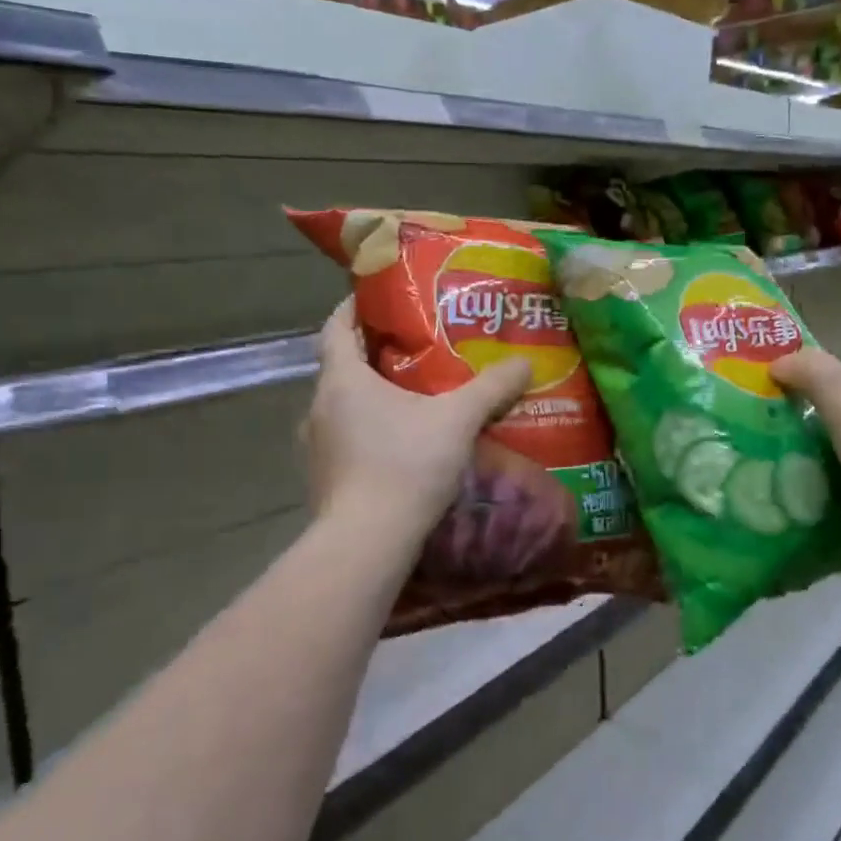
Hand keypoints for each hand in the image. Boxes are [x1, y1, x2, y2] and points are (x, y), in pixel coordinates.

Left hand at [304, 297, 531, 543]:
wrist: (367, 542)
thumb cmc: (405, 465)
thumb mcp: (457, 420)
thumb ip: (492, 388)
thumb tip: (524, 362)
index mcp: (342, 379)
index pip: (336, 326)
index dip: (354, 307)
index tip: (379, 298)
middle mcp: (319, 406)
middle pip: (342, 366)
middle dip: (375, 353)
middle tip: (415, 347)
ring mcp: (316, 445)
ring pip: (344, 405)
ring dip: (372, 395)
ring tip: (413, 395)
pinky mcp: (324, 477)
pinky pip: (346, 437)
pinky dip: (369, 429)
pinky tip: (402, 443)